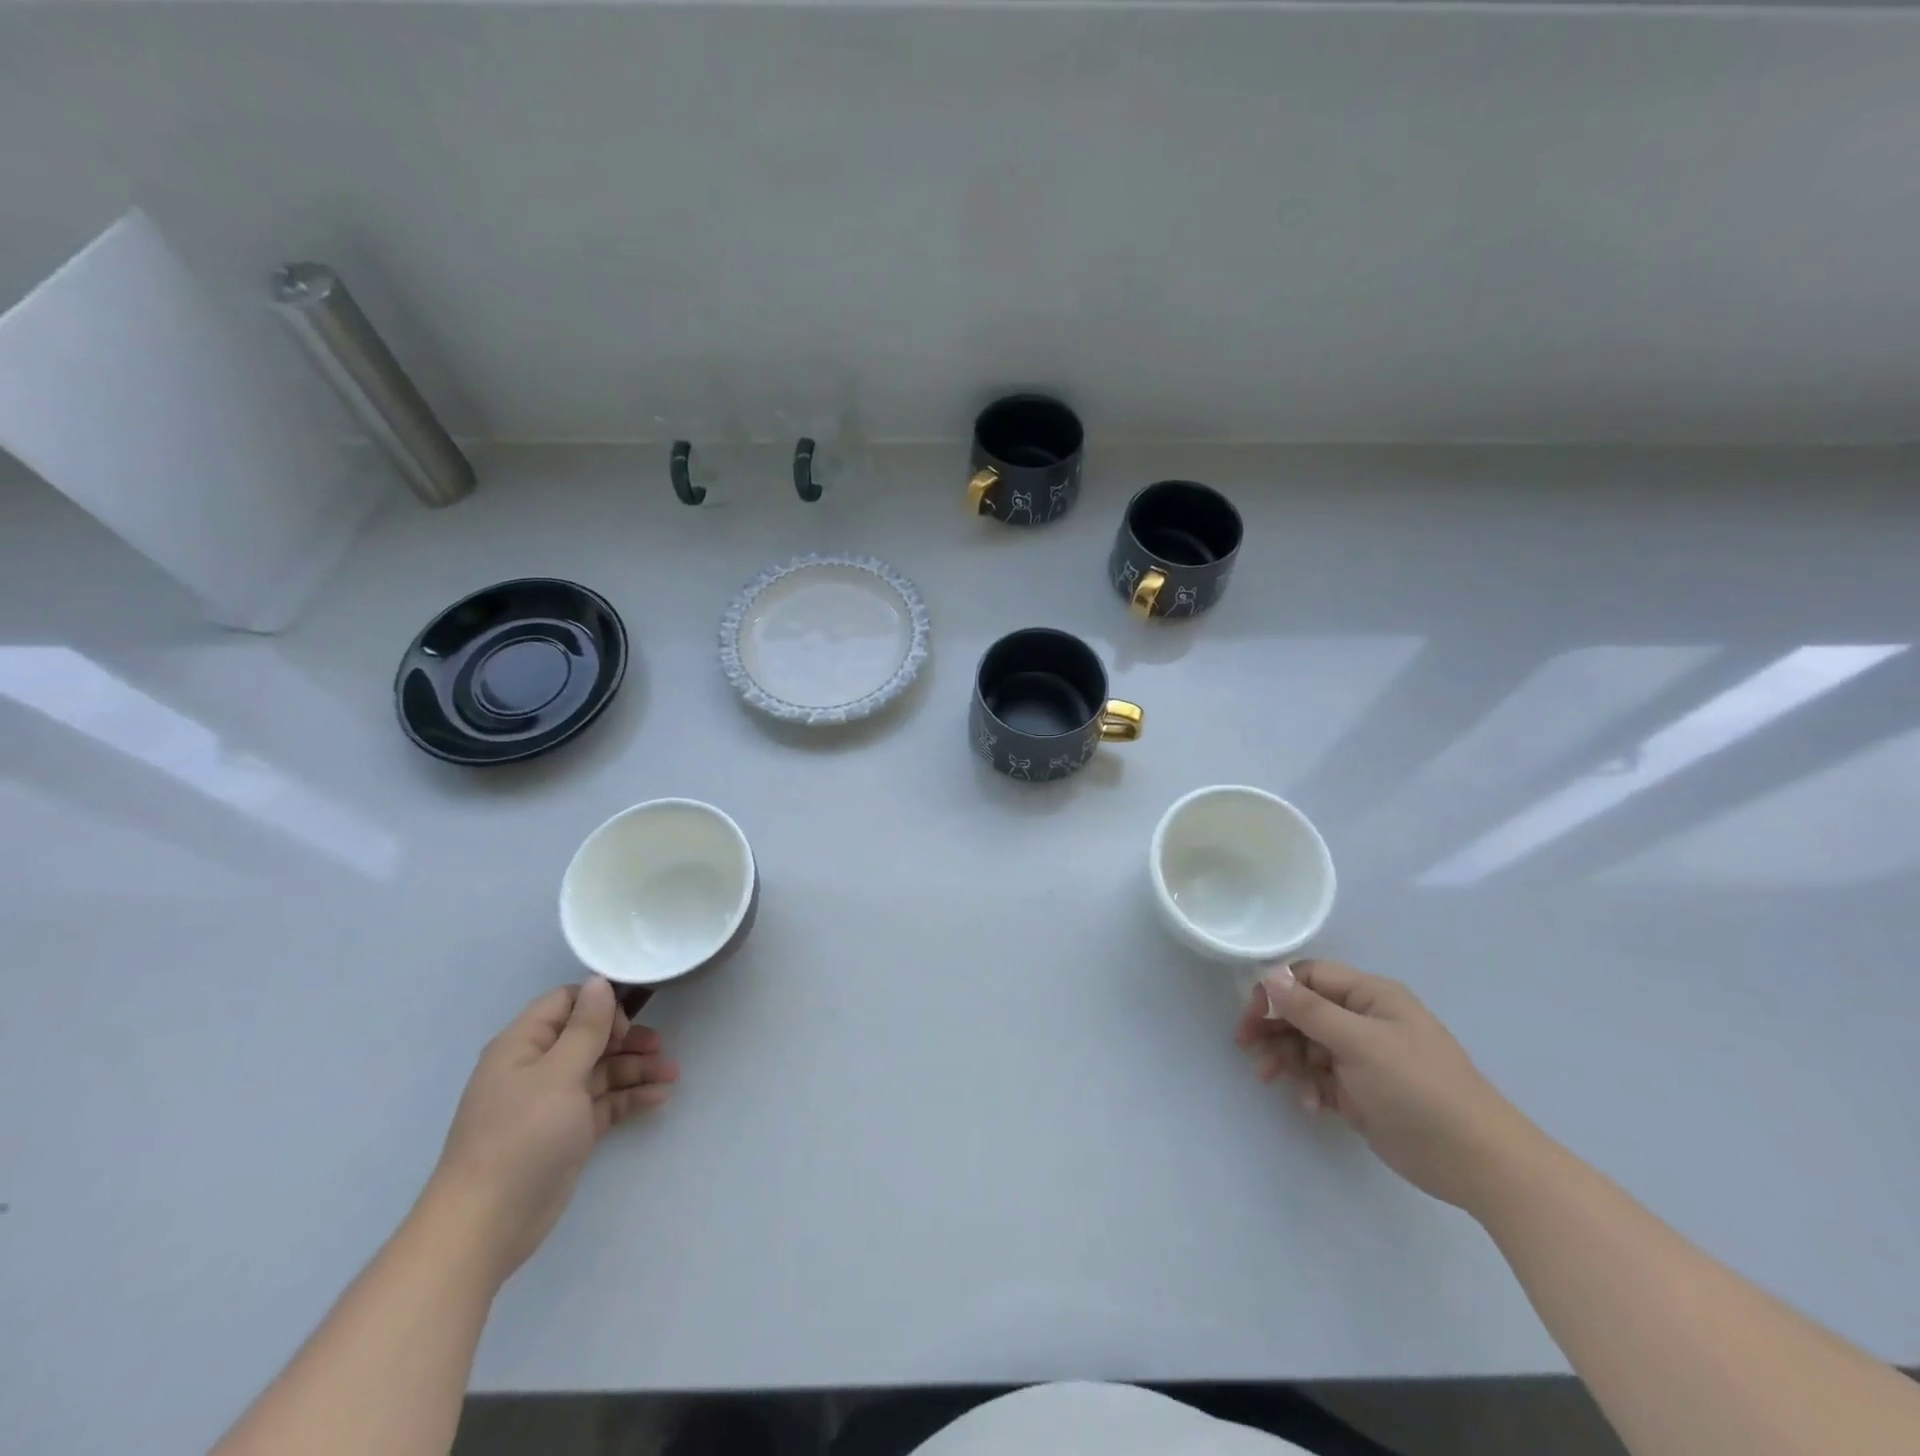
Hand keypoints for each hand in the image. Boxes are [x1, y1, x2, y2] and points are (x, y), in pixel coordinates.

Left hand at [429, 976, 679, 1283]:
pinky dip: (631, 1097)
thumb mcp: (558, 1074)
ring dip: (637, 1068)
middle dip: (628, 1038)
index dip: (599, 1005)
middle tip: (658, 1046)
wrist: (487, 1225)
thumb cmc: (520, 1137)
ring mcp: (555, 1102)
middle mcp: (539, 1068)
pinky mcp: (570, 1131)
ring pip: (603, 1070)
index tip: (626, 1022)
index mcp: (524, 1045)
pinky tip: (659, 1097)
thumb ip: (585, 1027)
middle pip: (590, 1037)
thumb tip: (600, 982)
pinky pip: (606, 1102)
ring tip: (672, 1073)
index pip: (566, 1004)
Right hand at [1236, 958, 1532, 1211]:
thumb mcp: (1360, 1043)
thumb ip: (1310, 1010)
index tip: (1251, 1015)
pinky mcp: (1363, 1091)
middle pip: (1304, 1011)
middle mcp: (1365, 1020)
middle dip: (1274, 1027)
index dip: (1276, 991)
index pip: (1309, 977)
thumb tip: (1270, 976)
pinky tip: (1310, 1105)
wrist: (1477, 1162)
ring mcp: (1364, 1057)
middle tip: (1247, 1047)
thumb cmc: (1418, 1089)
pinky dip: (1309, 1086)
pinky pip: (1322, 1077)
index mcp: (1370, 997)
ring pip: (1307, 1045)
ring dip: (1286, 1059)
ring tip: (1270, 1079)